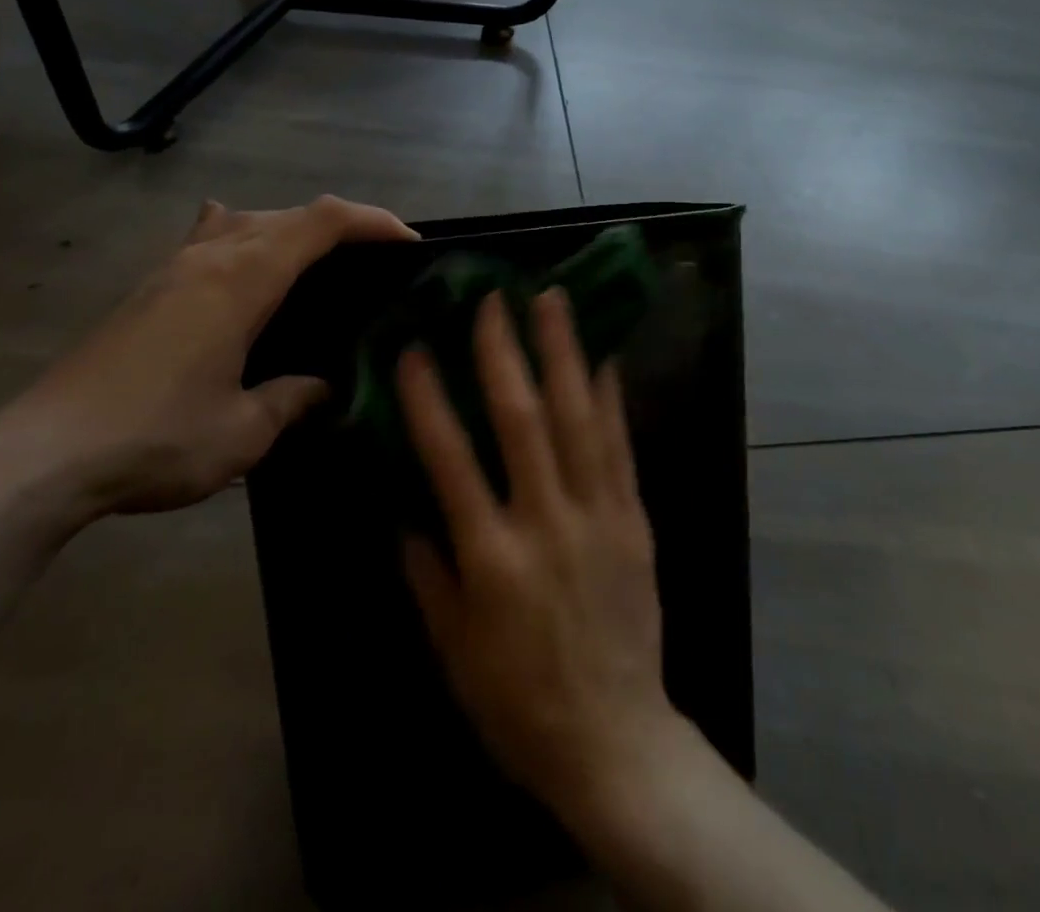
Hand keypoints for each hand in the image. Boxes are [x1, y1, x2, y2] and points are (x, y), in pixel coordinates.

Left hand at [0, 195, 415, 517]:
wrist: (41, 456)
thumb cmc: (155, 438)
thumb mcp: (244, 431)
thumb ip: (293, 398)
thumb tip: (322, 386)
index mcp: (243, 279)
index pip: (321, 222)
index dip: (371, 221)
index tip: (408, 243)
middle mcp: (210, 257)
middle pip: (288, 213)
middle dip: (340, 225)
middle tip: (373, 262)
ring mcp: (172, 269)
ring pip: (245, 220)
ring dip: (290, 228)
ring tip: (316, 263)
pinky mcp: (147, 289)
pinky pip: (206, 238)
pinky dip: (240, 235)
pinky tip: (236, 259)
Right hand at [398, 288, 685, 822]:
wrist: (615, 740)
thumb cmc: (518, 703)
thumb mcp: (452, 650)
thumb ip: (427, 573)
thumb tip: (406, 510)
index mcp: (491, 558)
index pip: (450, 459)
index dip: (429, 399)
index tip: (415, 348)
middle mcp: (545, 522)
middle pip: (522, 420)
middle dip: (504, 352)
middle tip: (493, 298)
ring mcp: (597, 515)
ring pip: (579, 417)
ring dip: (564, 353)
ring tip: (554, 300)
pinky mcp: (633, 519)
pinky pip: (620, 446)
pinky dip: (610, 397)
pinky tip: (603, 356)